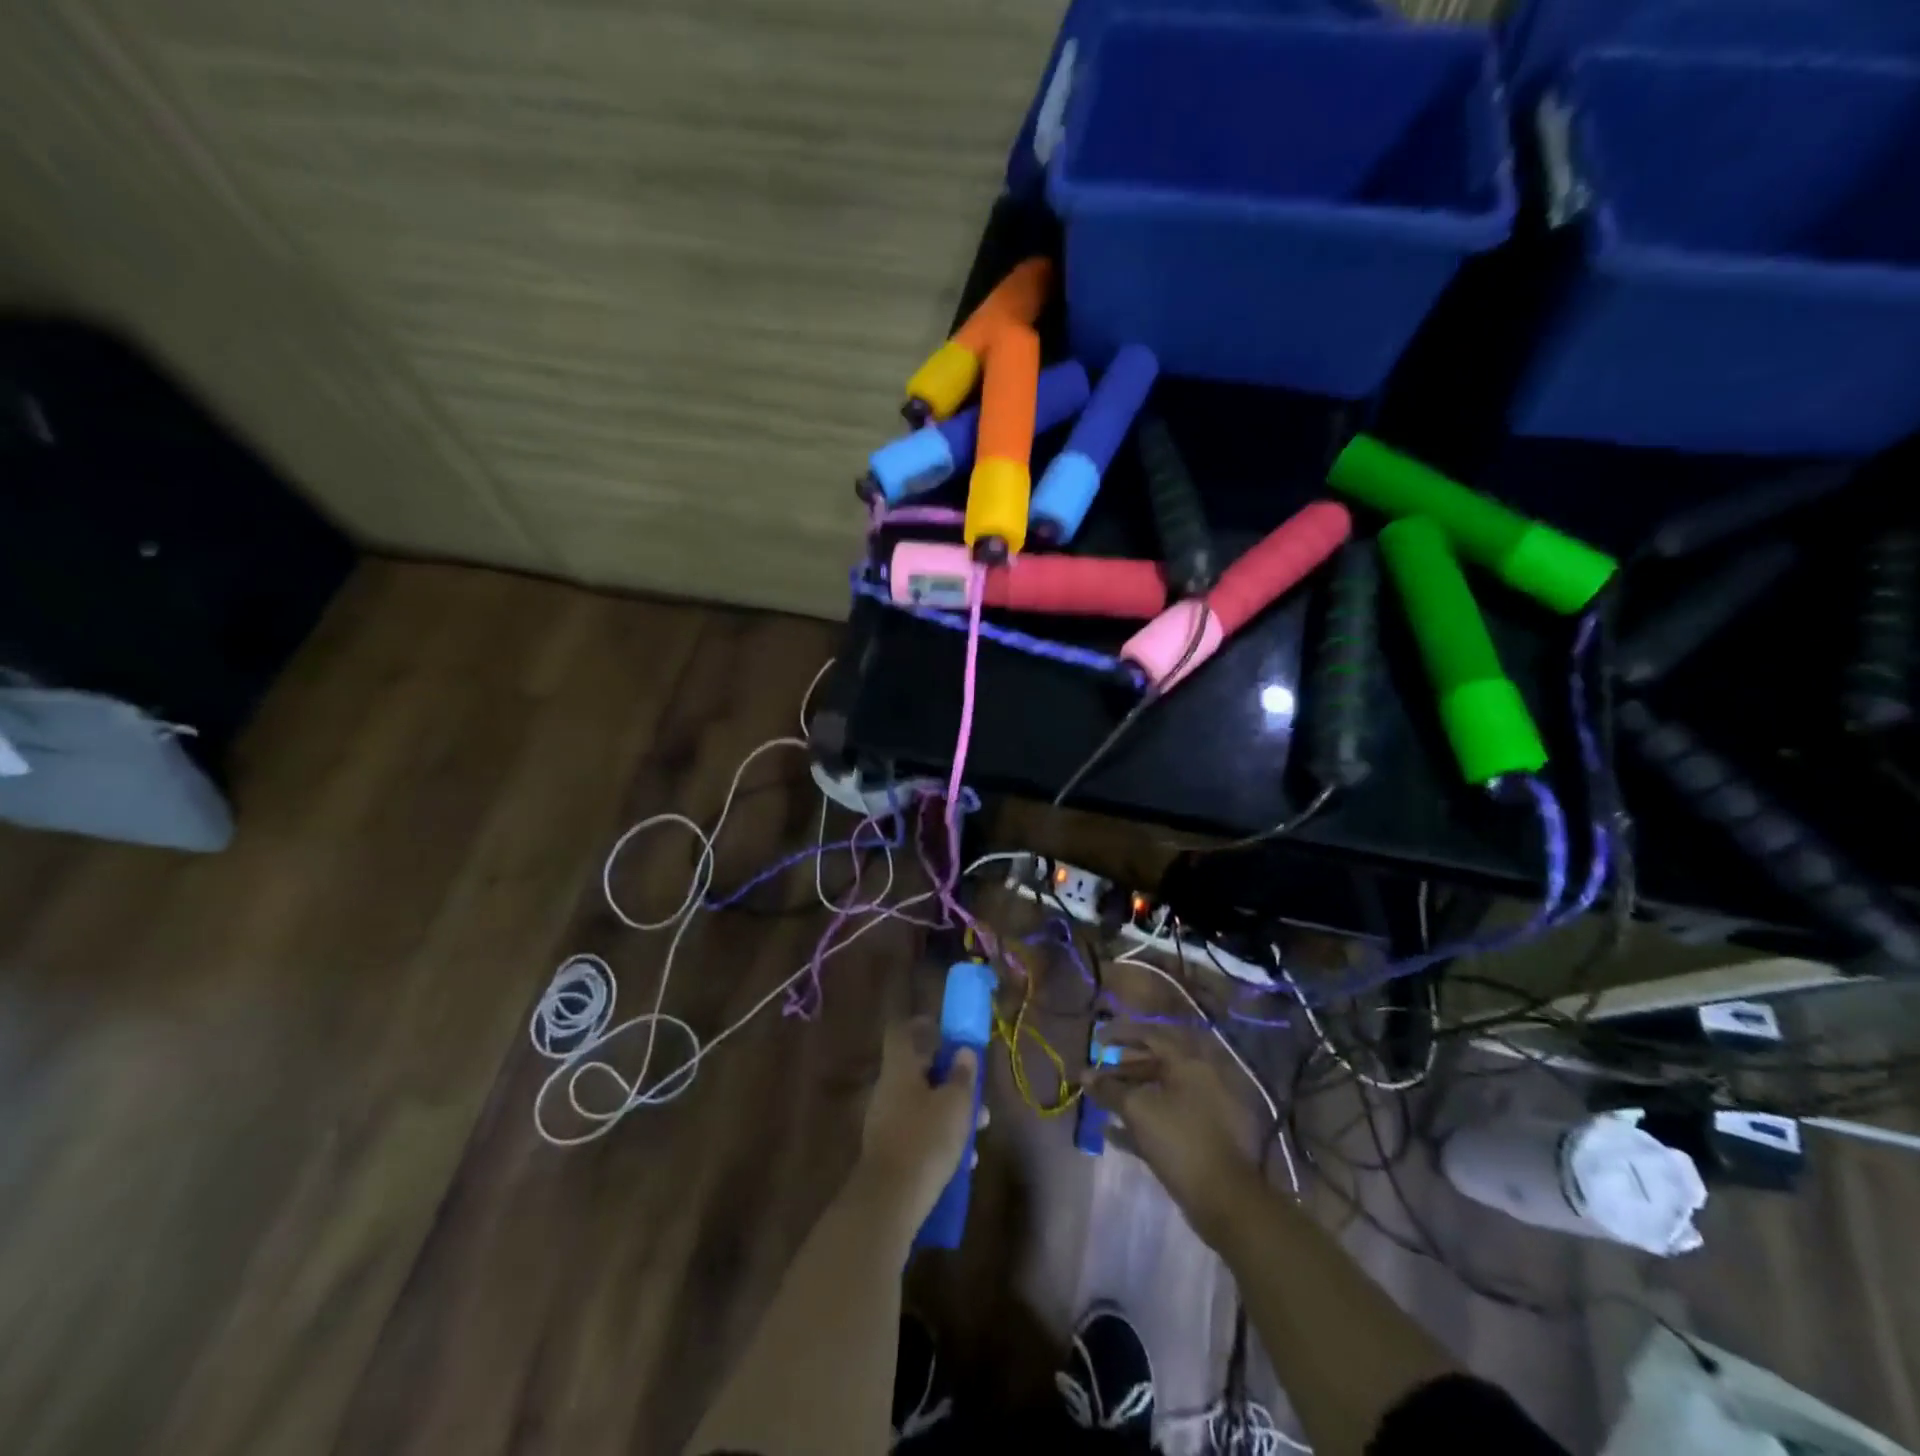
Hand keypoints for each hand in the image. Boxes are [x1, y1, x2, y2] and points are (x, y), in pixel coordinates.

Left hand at [856, 1018, 982, 1231]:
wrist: (888, 1202)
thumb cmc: (925, 1140)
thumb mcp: (955, 1105)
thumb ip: (962, 1075)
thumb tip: (964, 1051)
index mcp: (900, 1069)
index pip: (903, 1032)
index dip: (922, 1026)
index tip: (946, 1032)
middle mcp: (888, 1089)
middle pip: (918, 1071)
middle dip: (949, 1079)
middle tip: (976, 1091)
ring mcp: (885, 1121)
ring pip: (922, 1104)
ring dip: (949, 1111)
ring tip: (979, 1130)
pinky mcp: (889, 1151)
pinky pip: (917, 1132)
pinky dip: (939, 1137)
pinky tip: (964, 1161)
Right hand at [1083, 1024, 1267, 1247]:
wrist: (1225, 1199)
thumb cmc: (1180, 1140)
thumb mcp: (1138, 1110)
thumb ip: (1109, 1089)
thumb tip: (1085, 1074)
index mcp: (1190, 1063)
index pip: (1151, 1036)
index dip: (1121, 1034)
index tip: (1097, 1039)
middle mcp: (1199, 1079)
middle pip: (1155, 1063)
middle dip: (1123, 1066)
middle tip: (1097, 1071)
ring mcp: (1203, 1109)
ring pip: (1159, 1092)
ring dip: (1130, 1093)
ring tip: (1101, 1100)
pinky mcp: (1200, 1137)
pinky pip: (1166, 1118)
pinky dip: (1142, 1120)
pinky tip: (1113, 1132)